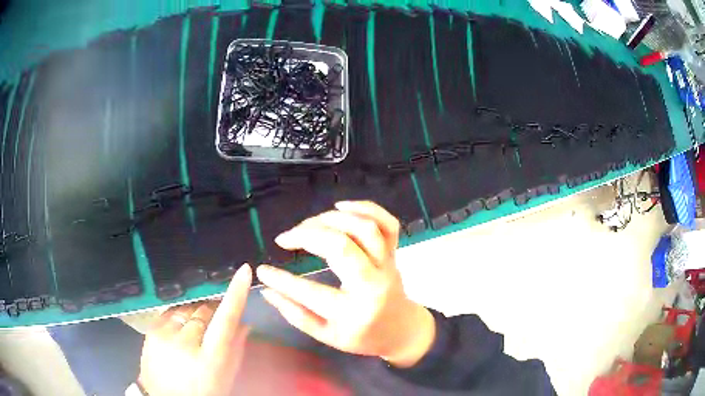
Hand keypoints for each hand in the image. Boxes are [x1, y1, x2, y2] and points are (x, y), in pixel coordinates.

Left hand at [138, 264, 251, 395]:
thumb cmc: (201, 391)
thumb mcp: (225, 378)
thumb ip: (236, 350)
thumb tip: (244, 323)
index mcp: (210, 359)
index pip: (226, 320)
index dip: (236, 294)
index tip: (244, 271)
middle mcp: (186, 343)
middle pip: (205, 310)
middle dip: (213, 311)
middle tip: (215, 323)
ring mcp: (165, 334)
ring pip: (188, 308)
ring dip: (196, 314)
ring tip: (195, 332)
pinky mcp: (152, 329)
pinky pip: (171, 310)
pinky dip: (180, 315)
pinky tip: (181, 330)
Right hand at [257, 201, 434, 367]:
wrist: (401, 330)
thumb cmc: (363, 337)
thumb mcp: (327, 336)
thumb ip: (296, 315)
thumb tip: (267, 291)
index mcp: (354, 312)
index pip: (310, 293)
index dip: (280, 280)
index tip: (261, 270)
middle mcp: (373, 284)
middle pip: (341, 246)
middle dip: (306, 235)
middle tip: (285, 238)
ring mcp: (387, 265)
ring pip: (364, 228)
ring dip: (331, 219)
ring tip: (308, 225)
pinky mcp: (395, 252)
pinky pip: (388, 223)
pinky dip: (366, 208)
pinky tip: (341, 206)